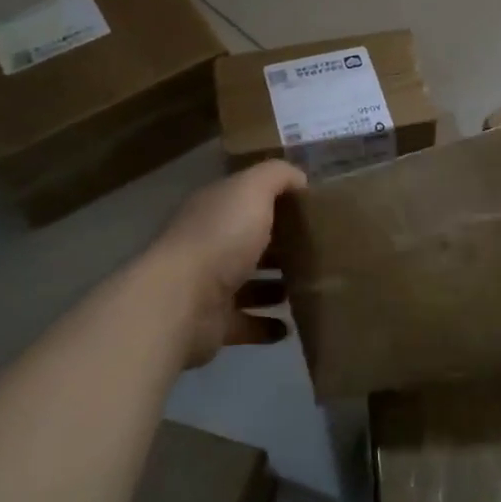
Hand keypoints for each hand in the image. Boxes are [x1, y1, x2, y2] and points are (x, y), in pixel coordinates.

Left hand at [143, 161, 305, 368]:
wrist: (180, 302)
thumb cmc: (220, 238)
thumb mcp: (253, 189)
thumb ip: (277, 176)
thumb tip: (300, 179)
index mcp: (215, 210)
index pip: (247, 199)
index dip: (278, 200)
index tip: (313, 208)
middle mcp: (210, 244)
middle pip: (250, 241)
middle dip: (281, 245)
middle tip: (319, 249)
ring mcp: (210, 287)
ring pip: (250, 283)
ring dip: (276, 287)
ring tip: (311, 286)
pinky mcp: (215, 324)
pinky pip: (247, 324)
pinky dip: (267, 326)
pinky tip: (290, 325)